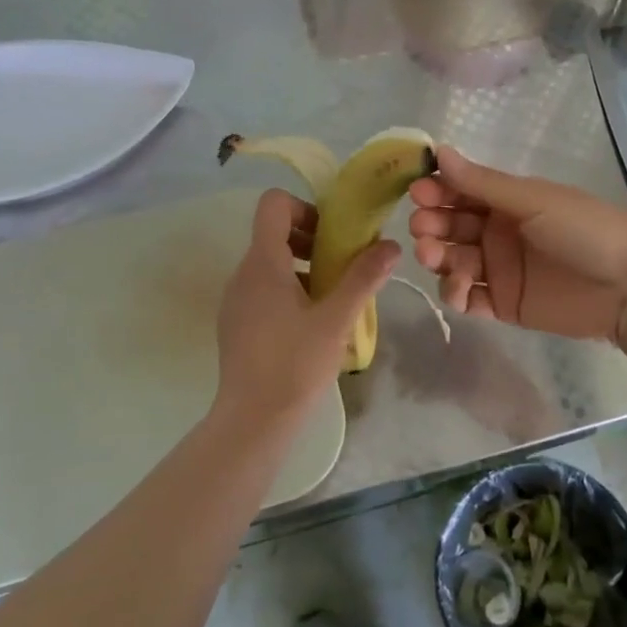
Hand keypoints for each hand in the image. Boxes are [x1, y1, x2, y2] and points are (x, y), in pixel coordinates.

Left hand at [214, 188, 396, 430]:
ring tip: (332, 300)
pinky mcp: (236, 323)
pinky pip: (263, 289)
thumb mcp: (337, 319)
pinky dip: (288, 291)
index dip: (304, 208)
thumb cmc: (295, 364)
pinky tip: (311, 324)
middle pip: (274, 233)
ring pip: (270, 263)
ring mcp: (236, 300)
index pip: (272, 205)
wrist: (253, 421)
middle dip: (312, 241)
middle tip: (342, 268)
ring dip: (304, 268)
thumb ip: (363, 278)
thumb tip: (391, 245)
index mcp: (263, 264)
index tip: (331, 236)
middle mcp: (243, 274)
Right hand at [408, 147, 626, 343]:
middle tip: (423, 230)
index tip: (417, 192)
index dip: (437, 190)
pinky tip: (458, 290)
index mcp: (508, 201)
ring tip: (436, 258)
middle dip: (432, 225)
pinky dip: (456, 294)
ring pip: (454, 262)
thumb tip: (439, 151)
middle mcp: (499, 232)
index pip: (461, 191)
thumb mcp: (533, 200)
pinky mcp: (505, 304)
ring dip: (438, 258)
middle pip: (452, 227)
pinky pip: (469, 298)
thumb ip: (483, 183)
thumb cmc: (584, 231)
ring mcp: (500, 269)